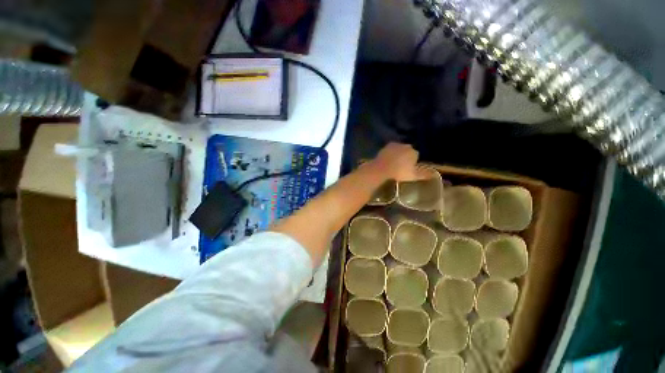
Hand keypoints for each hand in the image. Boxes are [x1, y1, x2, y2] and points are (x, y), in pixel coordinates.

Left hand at [371, 143, 421, 181]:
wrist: (381, 170)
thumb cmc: (399, 173)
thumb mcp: (414, 176)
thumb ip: (424, 174)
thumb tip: (434, 174)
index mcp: (414, 152)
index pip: (416, 155)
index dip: (413, 162)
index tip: (408, 169)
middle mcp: (405, 146)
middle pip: (407, 151)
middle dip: (405, 156)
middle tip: (400, 167)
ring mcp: (394, 145)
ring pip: (398, 149)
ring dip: (397, 154)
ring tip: (393, 164)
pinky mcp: (385, 147)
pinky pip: (390, 150)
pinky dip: (389, 154)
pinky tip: (387, 161)